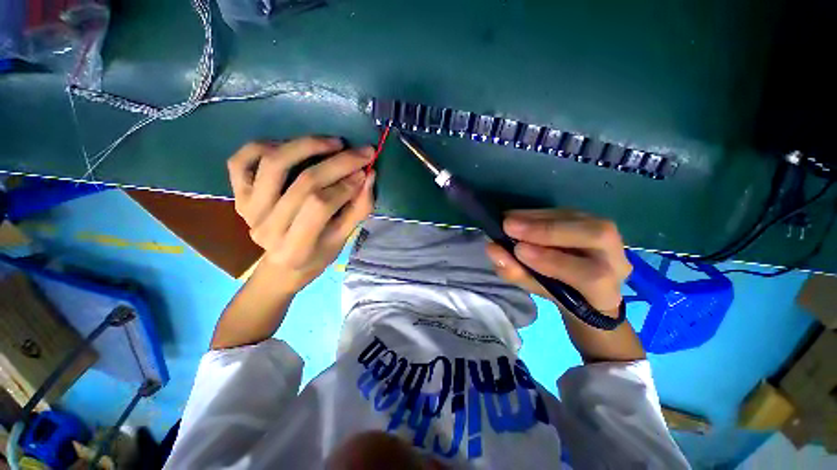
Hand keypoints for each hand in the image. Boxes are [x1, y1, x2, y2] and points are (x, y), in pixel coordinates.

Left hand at [227, 137, 375, 294]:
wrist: (283, 265)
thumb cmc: (318, 255)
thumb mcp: (344, 238)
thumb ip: (358, 209)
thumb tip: (369, 175)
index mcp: (295, 248)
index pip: (320, 206)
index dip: (345, 185)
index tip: (366, 171)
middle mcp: (266, 228)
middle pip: (302, 183)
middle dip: (337, 163)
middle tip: (361, 152)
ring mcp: (248, 210)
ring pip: (273, 164)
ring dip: (307, 146)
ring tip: (333, 142)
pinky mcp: (238, 196)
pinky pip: (241, 161)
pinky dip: (265, 145)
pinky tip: (291, 145)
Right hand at [485, 209, 631, 313]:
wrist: (583, 289)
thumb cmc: (561, 296)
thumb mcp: (537, 291)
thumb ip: (516, 272)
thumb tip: (493, 249)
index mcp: (606, 291)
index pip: (590, 275)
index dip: (554, 261)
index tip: (518, 250)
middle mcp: (617, 259)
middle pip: (597, 235)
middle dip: (548, 230)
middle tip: (509, 226)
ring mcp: (609, 236)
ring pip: (581, 218)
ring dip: (539, 217)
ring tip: (509, 219)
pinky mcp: (592, 221)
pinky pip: (566, 212)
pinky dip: (539, 213)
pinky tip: (519, 216)